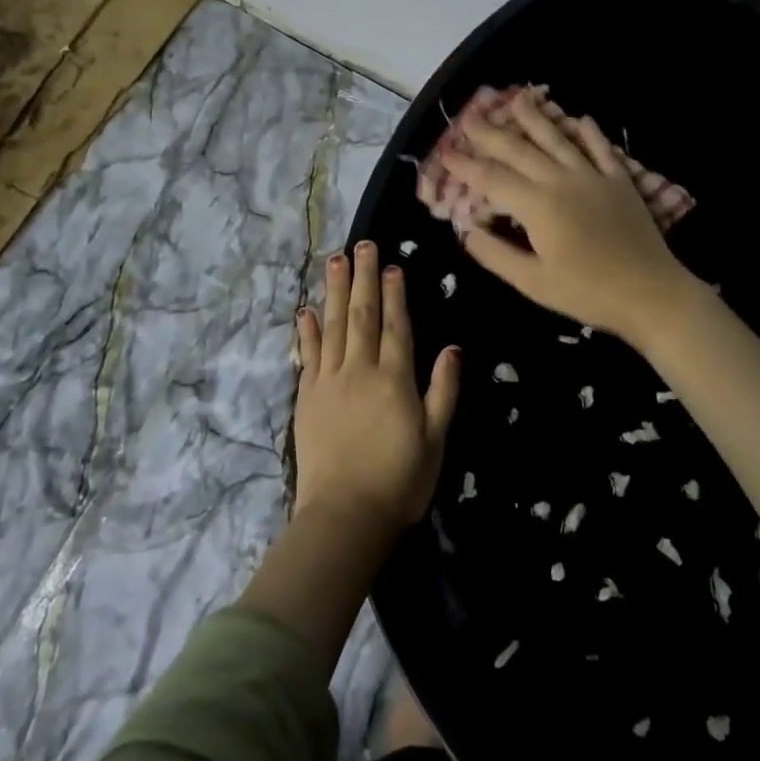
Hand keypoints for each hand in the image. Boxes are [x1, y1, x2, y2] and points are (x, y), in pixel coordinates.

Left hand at [293, 241, 460, 534]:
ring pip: (333, 326)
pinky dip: (307, 330)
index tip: (392, 265)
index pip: (396, 326)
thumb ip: (443, 391)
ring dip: (336, 291)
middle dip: (364, 278)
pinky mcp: (307, 397)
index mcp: (395, 379)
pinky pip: (308, 355)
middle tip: (362, 245)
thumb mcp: (435, 440)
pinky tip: (307, 310)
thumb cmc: (399, 481)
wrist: (344, 515)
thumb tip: (452, 348)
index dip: (395, 294)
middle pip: (362, 315)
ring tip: (335, 261)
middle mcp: (360, 370)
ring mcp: (329, 381)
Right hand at [442, 89, 694, 346]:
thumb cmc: (587, 292)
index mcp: (537, 205)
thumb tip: (467, 230)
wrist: (650, 292)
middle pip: (519, 150)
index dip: (465, 165)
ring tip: (517, 98)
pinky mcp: (620, 181)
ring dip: (535, 117)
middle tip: (469, 117)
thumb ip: (495, 254)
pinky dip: (589, 132)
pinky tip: (580, 118)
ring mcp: (593, 176)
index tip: (445, 152)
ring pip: (558, 139)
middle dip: (490, 133)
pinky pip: (601, 148)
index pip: (491, 178)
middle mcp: (561, 180)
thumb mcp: (532, 282)